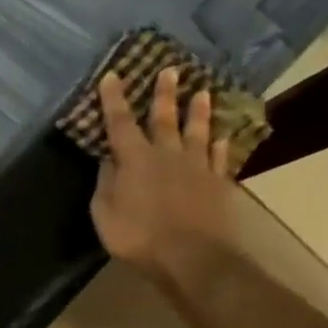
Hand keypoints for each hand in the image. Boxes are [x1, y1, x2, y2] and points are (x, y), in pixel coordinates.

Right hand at [89, 67, 237, 283]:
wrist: (192, 258)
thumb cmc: (138, 237)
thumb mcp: (104, 213)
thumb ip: (105, 183)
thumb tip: (108, 160)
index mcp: (134, 159)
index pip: (120, 123)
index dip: (114, 99)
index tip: (113, 75)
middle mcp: (166, 155)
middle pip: (164, 118)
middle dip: (164, 94)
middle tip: (170, 70)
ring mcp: (196, 167)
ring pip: (197, 132)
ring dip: (198, 111)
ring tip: (202, 92)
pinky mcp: (217, 184)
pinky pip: (219, 158)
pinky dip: (220, 145)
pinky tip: (223, 136)